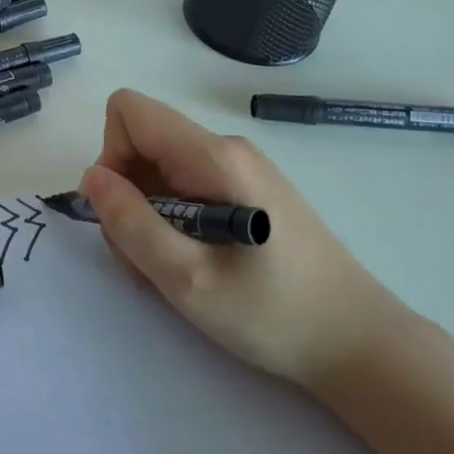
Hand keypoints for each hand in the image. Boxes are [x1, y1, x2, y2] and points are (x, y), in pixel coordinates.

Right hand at [79, 88, 404, 387]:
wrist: (361, 343)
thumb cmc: (275, 314)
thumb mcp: (188, 280)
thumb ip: (131, 223)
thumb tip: (92, 177)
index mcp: (213, 157)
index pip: (129, 111)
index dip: (111, 156)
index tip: (124, 213)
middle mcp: (226, 148)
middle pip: (142, 142)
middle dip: (126, 196)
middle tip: (145, 259)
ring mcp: (241, 167)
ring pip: (161, 168)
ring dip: (147, 215)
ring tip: (171, 270)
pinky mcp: (249, 190)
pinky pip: (187, 185)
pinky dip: (172, 220)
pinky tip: (194, 264)